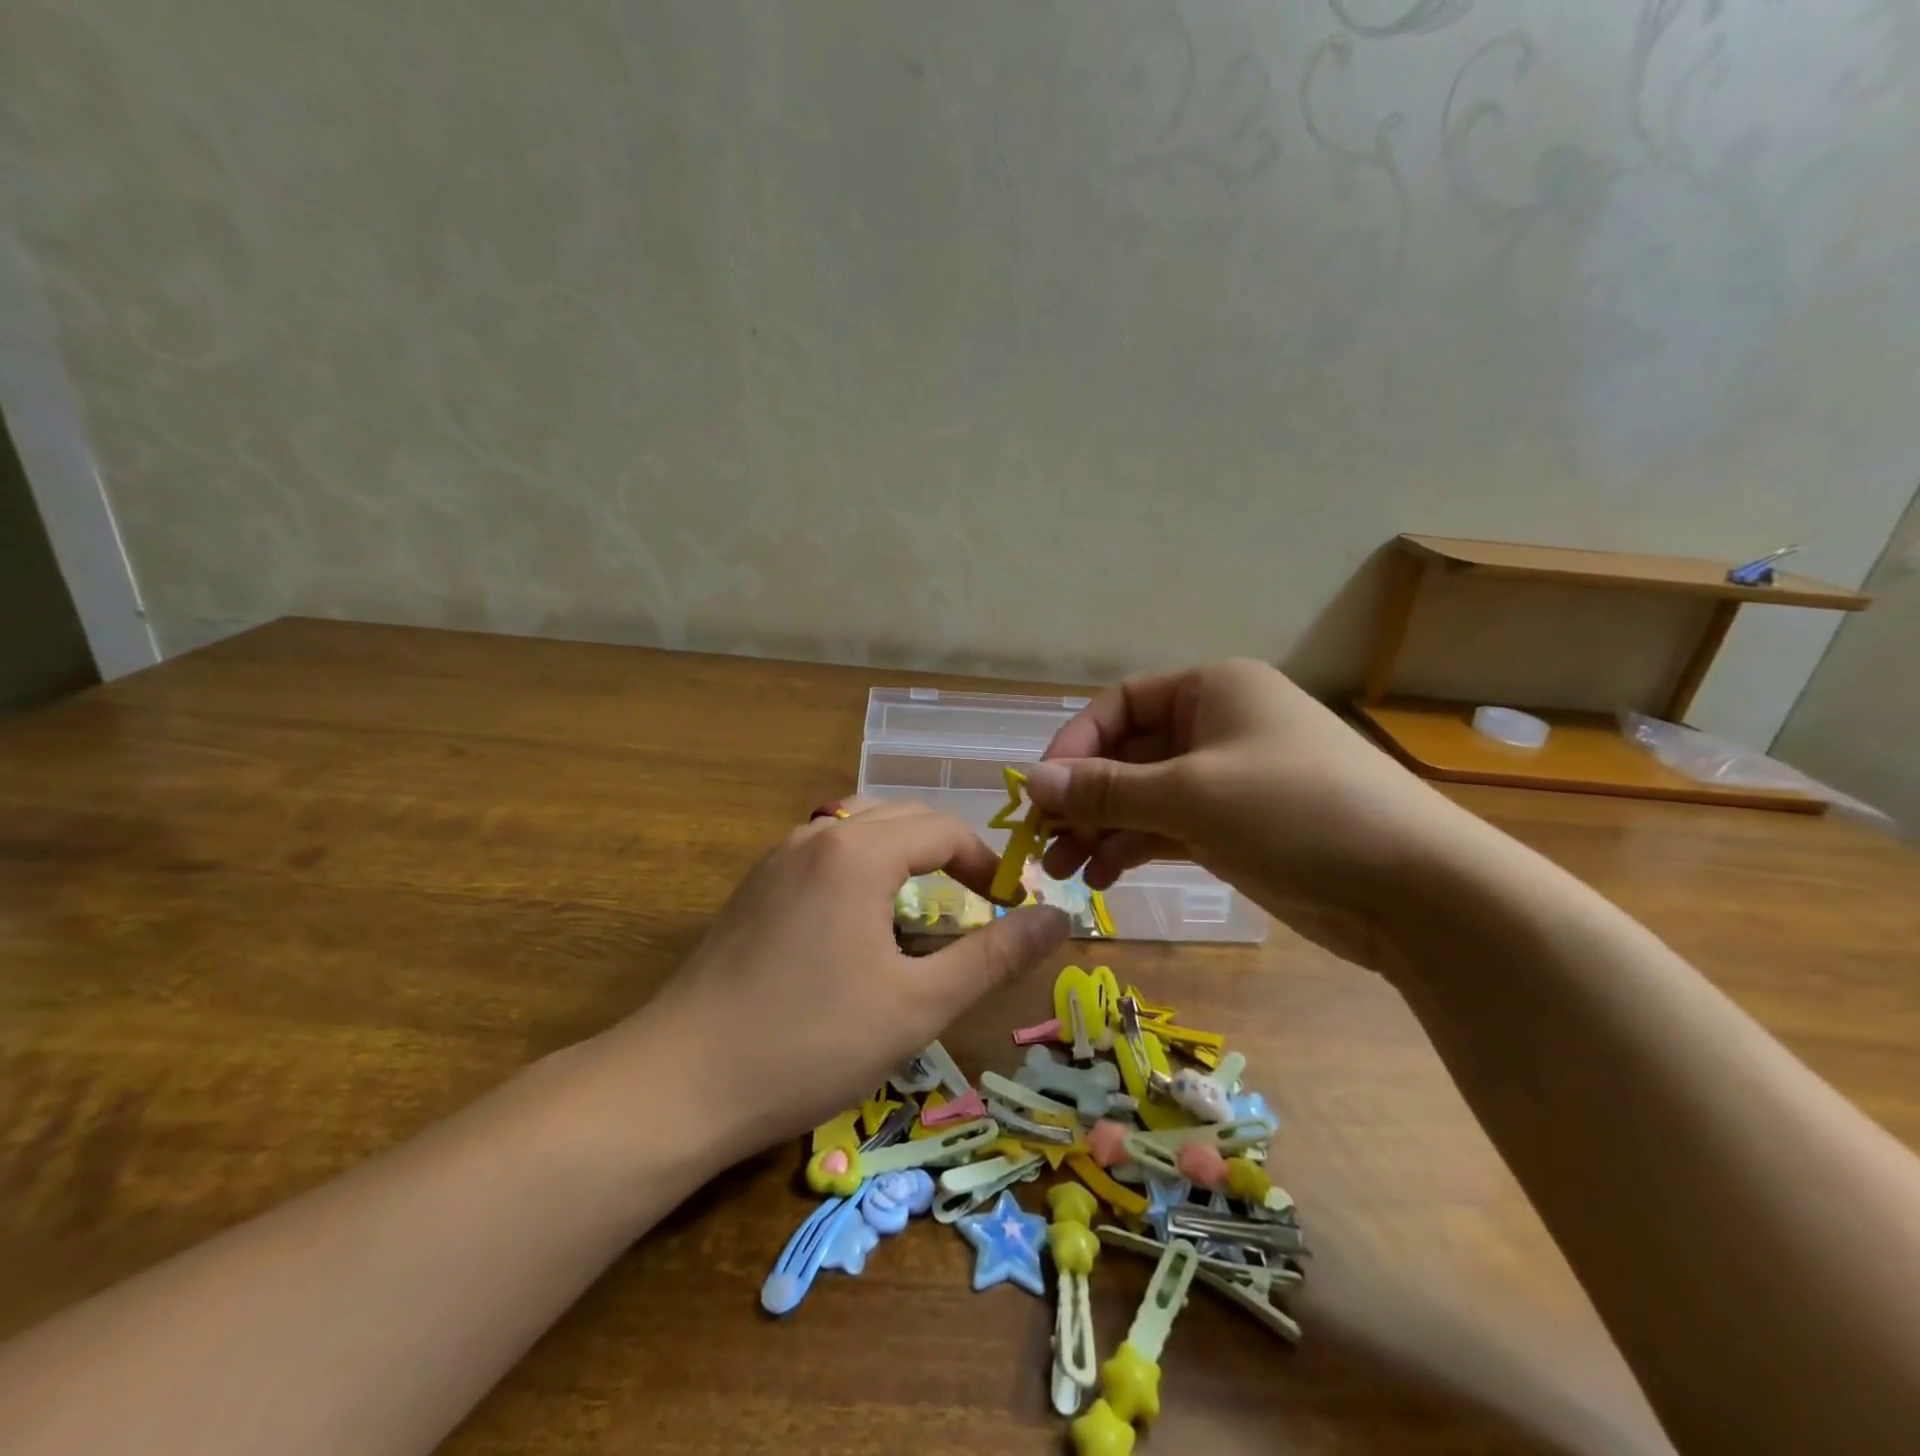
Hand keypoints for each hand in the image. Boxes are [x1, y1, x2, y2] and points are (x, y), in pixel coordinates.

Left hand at [621, 798, 1069, 1161]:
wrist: (679, 1082)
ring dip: (902, 855)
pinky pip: (824, 852)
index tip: (1009, 907)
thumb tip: (1059, 918)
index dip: (986, 863)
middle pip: (901, 818)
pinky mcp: (753, 887)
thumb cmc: (810, 1042)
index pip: (944, 829)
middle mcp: (817, 835)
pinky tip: (860, 921)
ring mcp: (776, 858)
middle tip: (974, 906)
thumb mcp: (918, 1004)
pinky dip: (861, 867)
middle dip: (947, 853)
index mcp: (859, 850)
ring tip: (923, 906)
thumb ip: (994, 955)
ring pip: (858, 829)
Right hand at [1025, 660, 1474, 960]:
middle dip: (1083, 798)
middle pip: (1128, 754)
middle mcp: (1217, 726)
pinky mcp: (1235, 827)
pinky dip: (1134, 847)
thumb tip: (1029, 783)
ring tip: (1062, 871)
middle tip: (1042, 844)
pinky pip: (1167, 827)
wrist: (1413, 890)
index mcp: (1213, 689)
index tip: (1039, 792)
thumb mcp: (1190, 795)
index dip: (1074, 744)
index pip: (1120, 704)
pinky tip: (1103, 876)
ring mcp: (1227, 779)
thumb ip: (1105, 789)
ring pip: (1143, 796)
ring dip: (1101, 829)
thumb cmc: (1296, 813)